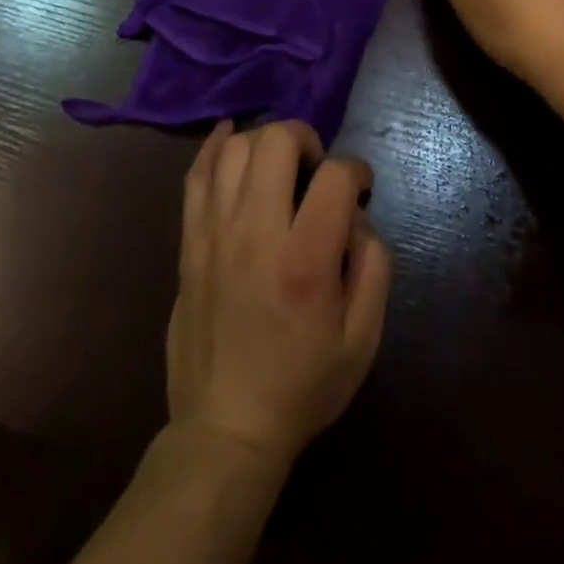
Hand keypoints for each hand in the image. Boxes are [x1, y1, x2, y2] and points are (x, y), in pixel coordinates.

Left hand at [167, 120, 390, 467]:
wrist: (226, 428)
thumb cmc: (303, 384)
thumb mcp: (363, 338)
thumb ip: (374, 265)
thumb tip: (356, 215)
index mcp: (305, 262)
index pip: (334, 176)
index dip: (356, 171)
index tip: (360, 188)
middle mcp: (256, 234)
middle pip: (276, 141)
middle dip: (306, 138)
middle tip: (315, 167)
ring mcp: (215, 234)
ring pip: (235, 149)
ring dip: (265, 142)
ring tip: (280, 163)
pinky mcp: (189, 242)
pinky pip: (195, 175)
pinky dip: (215, 146)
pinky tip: (232, 135)